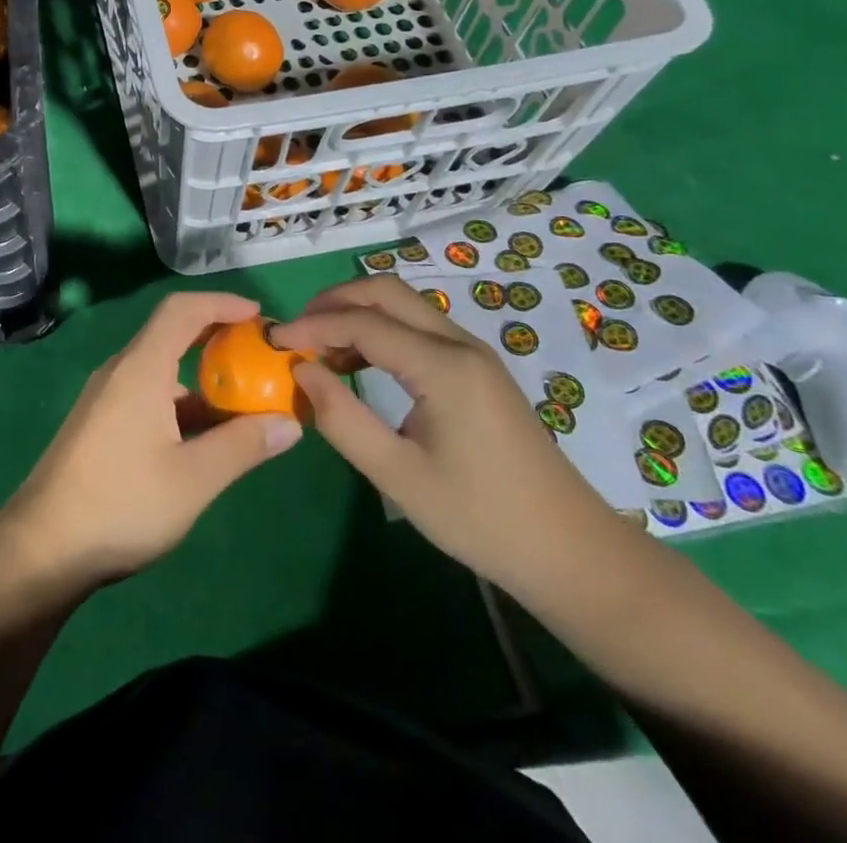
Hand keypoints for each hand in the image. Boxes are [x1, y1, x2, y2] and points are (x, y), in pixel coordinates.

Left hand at [0, 291, 303, 595]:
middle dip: (217, 336)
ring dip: (201, 376)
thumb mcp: (193, 479)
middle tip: (260, 354)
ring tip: (243, 400)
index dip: (221, 303)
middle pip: (171, 333)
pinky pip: (147, 393)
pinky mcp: (100, 422)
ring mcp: (106, 397)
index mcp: (141, 368)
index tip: (259, 314)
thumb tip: (290, 422)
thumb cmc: (122, 504)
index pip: (181, 309)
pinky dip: (181, 401)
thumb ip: (243, 446)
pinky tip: (204, 435)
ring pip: (160, 369)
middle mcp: (121, 371)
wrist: (43, 546)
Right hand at [277, 277, 637, 597]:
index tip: (273, 341)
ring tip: (319, 349)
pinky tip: (358, 364)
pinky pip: (418, 328)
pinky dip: (379, 331)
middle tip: (296, 332)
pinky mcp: (477, 369)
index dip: (312, 325)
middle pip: (385, 292)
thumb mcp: (399, 476)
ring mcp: (473, 354)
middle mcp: (459, 344)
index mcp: (443, 366)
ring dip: (356, 313)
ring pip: (403, 305)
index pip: (362, 322)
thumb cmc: (481, 518)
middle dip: (333, 301)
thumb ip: (342, 419)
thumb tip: (302, 372)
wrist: (572, 554)